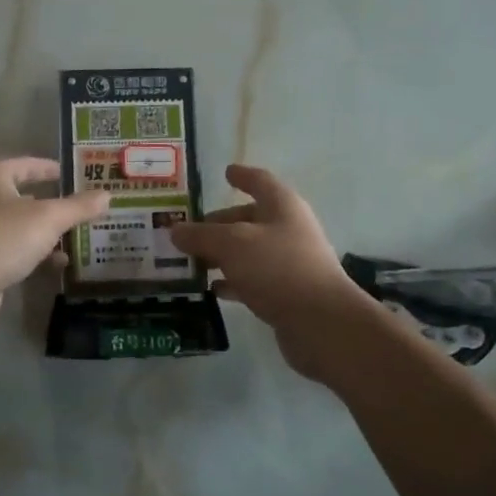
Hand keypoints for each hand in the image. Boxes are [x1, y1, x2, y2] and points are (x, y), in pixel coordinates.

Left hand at [0, 157, 109, 333]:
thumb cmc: (3, 238)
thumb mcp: (48, 218)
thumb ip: (78, 206)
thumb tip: (107, 195)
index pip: (29, 164)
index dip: (53, 169)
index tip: (77, 176)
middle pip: (25, 195)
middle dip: (55, 203)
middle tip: (85, 207)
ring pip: (21, 224)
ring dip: (48, 231)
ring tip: (80, 236)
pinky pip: (15, 247)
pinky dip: (37, 252)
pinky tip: (60, 263)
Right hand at [169, 164, 380, 379]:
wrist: (320, 323)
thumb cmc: (277, 268)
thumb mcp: (231, 244)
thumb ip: (201, 235)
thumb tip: (175, 230)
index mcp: (281, 206)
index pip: (259, 181)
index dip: (242, 176)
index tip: (225, 172)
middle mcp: (288, 229)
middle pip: (249, 218)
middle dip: (219, 223)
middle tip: (187, 231)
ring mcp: (289, 262)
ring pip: (248, 251)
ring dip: (221, 255)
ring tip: (190, 261)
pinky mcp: (286, 293)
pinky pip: (252, 280)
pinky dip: (232, 282)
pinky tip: (211, 289)